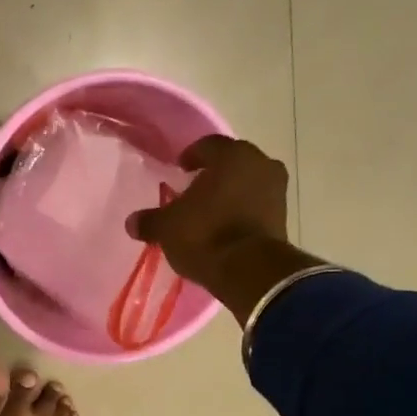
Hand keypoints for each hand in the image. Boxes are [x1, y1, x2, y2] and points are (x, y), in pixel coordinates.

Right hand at [127, 136, 323, 324]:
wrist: (249, 270)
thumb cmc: (205, 234)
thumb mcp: (167, 228)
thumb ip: (150, 220)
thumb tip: (132, 222)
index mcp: (232, 155)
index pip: (208, 145)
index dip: (191, 156)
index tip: (179, 169)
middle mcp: (260, 163)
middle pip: (232, 163)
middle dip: (213, 174)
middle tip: (194, 191)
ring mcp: (277, 189)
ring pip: (248, 183)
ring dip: (231, 193)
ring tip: (210, 212)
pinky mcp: (284, 216)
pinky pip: (258, 205)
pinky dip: (243, 211)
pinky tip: (227, 227)